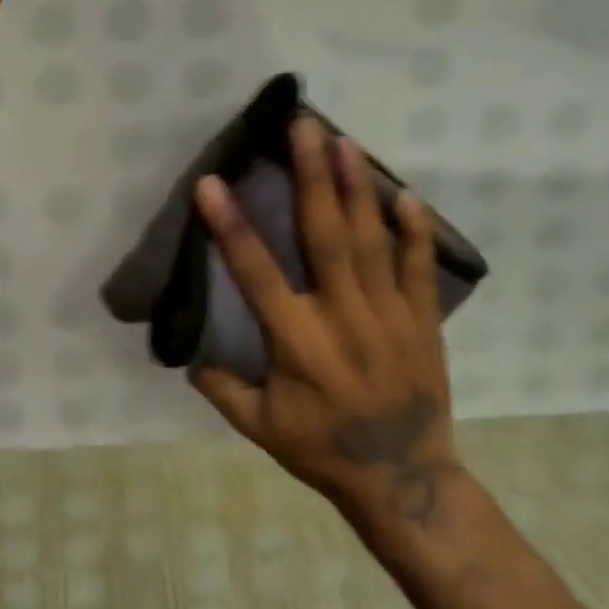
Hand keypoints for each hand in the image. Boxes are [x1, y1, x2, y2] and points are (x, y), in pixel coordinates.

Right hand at [191, 117, 463, 530]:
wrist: (407, 481)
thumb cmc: (324, 449)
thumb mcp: (259, 427)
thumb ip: (221, 386)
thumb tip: (187, 349)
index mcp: (297, 342)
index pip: (257, 274)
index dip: (231, 228)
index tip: (212, 182)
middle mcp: (343, 318)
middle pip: (324, 238)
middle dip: (311, 178)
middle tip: (303, 127)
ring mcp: (389, 316)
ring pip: (370, 242)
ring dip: (356, 188)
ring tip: (345, 142)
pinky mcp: (422, 322)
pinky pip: (419, 269)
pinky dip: (415, 232)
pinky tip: (407, 194)